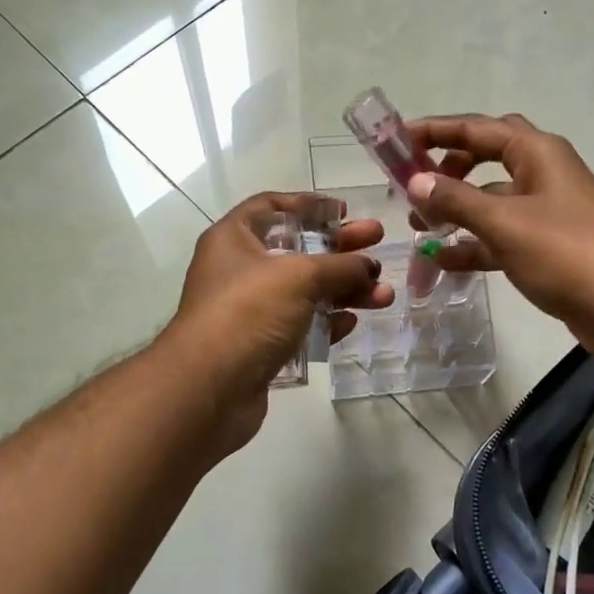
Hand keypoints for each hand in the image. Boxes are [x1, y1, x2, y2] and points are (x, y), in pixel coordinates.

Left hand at [163, 192, 392, 453]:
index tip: (344, 211)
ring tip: (384, 295)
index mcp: (234, 238)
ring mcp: (249, 310)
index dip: (309, 205)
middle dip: (340, 248)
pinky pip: (300, 326)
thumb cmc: (249, 312)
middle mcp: (238, 270)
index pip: (272, 206)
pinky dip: (326, 322)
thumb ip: (339, 266)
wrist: (208, 388)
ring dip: (344, 289)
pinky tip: (352, 322)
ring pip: (304, 291)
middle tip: (378, 242)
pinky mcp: (259, 346)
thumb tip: (368, 266)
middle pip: (297, 250)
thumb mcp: (299, 276)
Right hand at [406, 114, 593, 368]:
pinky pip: (501, 235)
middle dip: (448, 167)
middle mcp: (543, 173)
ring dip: (457, 210)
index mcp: (537, 152)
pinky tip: (444, 261)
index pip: (476, 128)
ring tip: (420, 229)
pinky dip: (474, 243)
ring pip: (491, 199)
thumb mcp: (504, 222)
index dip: (434, 131)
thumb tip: (415, 180)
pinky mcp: (548, 246)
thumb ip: (455, 199)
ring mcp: (547, 211)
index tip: (396, 141)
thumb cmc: (566, 253)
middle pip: (485, 156)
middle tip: (414, 185)